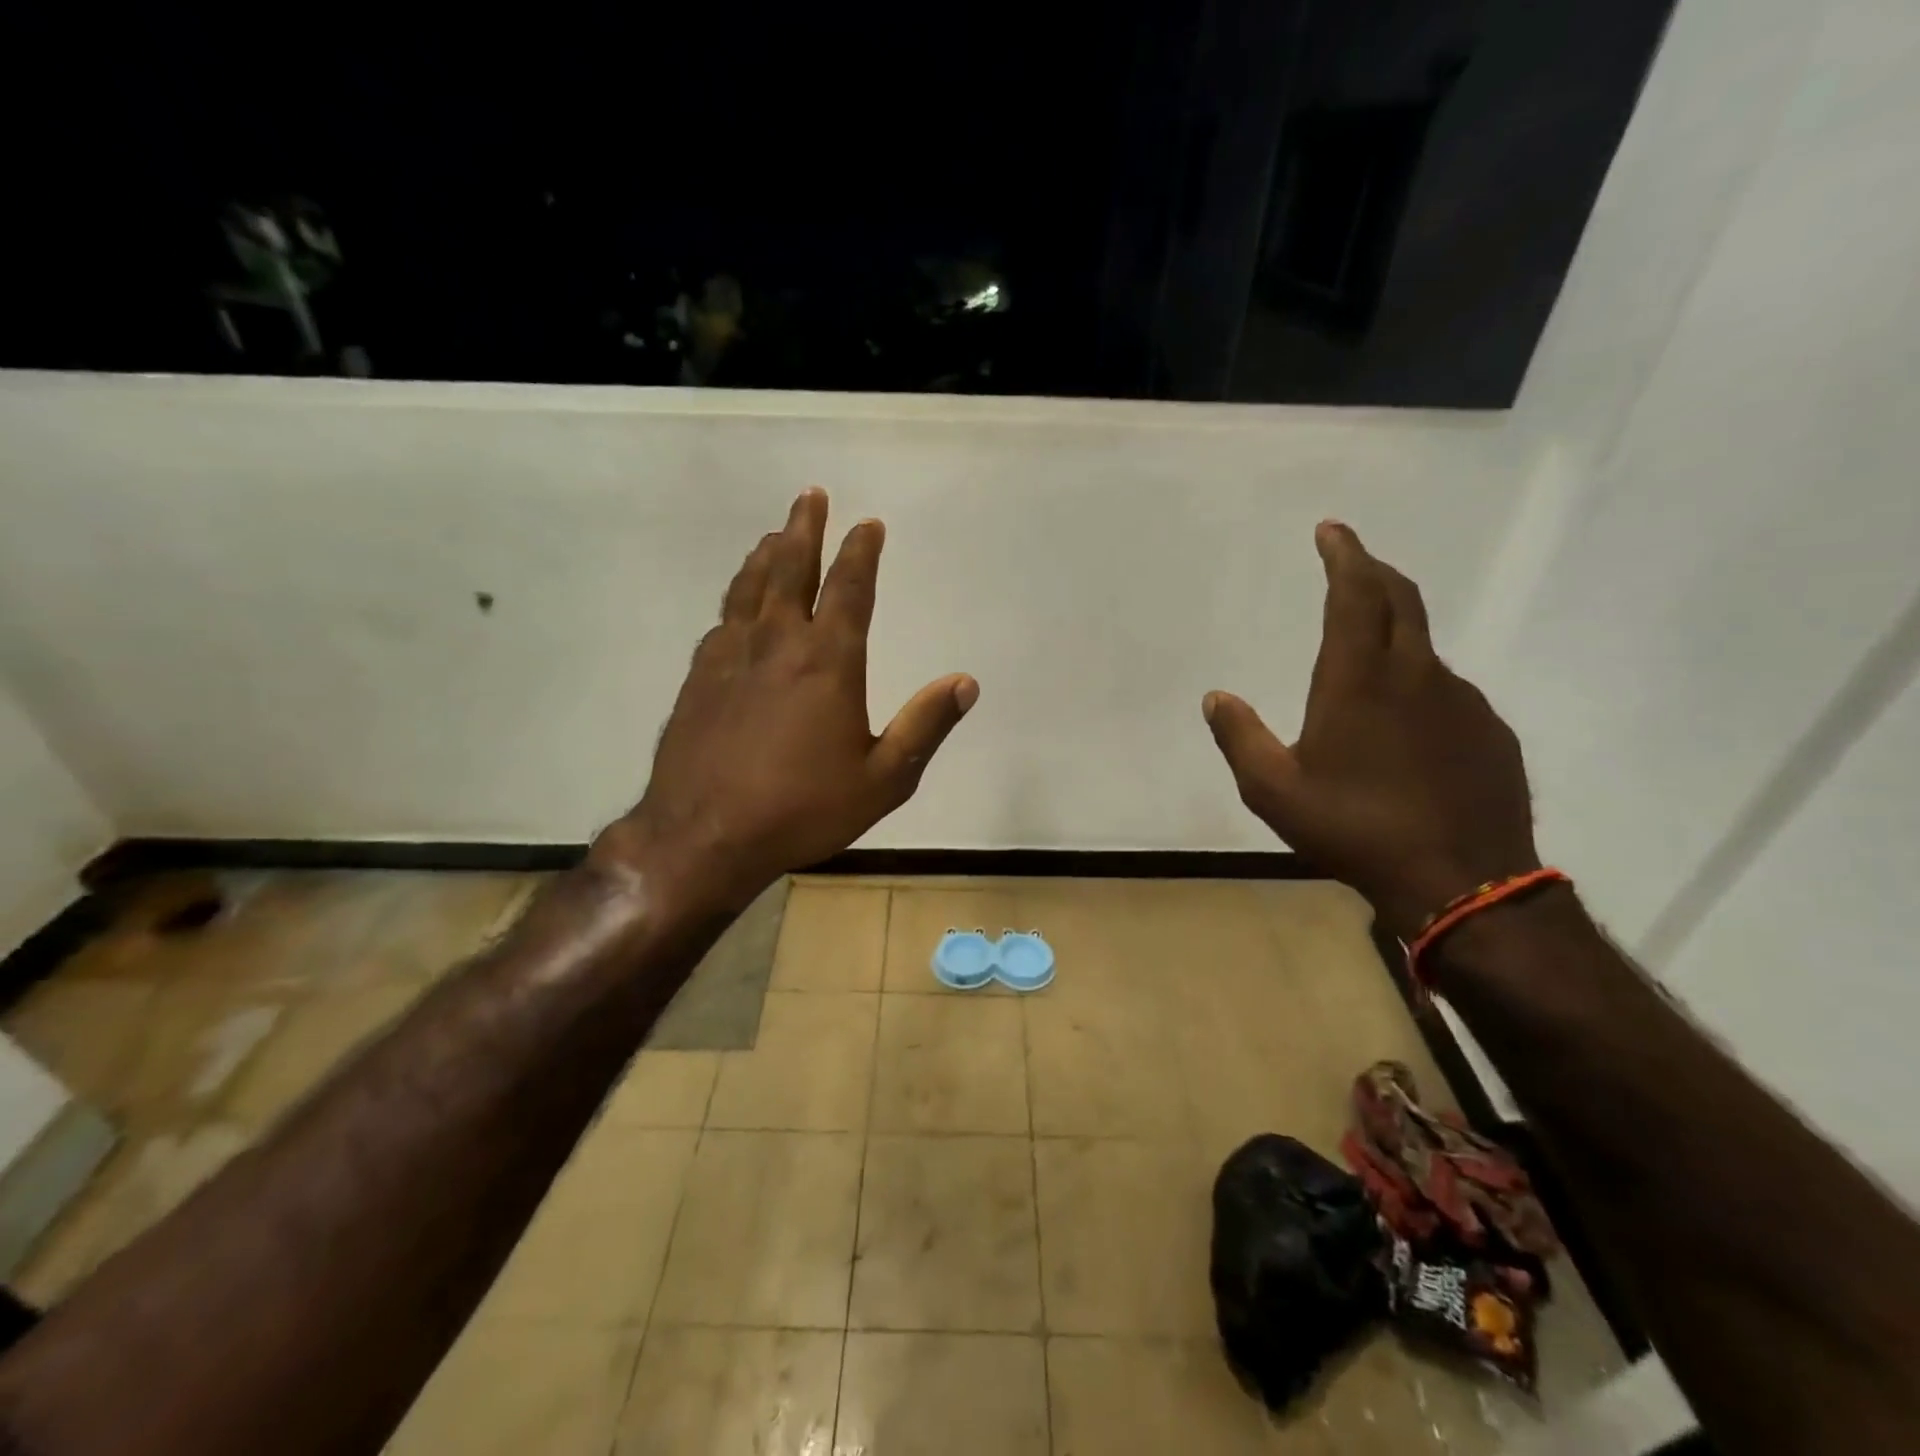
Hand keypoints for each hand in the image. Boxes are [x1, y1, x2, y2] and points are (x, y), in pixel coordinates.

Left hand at [594, 488, 977, 917]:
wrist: (704, 835)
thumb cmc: (802, 809)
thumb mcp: (883, 779)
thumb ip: (925, 727)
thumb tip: (965, 682)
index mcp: (828, 661)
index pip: (849, 588)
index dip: (861, 552)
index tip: (868, 524)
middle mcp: (777, 643)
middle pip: (790, 569)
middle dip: (804, 529)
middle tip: (810, 495)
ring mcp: (730, 657)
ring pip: (749, 588)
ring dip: (765, 555)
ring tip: (774, 535)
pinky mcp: (698, 678)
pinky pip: (722, 621)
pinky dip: (736, 599)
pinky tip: (737, 604)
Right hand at [1203, 522, 1538, 938]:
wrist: (1460, 882)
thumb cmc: (1353, 828)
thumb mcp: (1273, 790)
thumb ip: (1239, 737)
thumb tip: (1215, 696)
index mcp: (1359, 680)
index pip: (1355, 594)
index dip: (1344, 555)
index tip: (1332, 529)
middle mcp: (1415, 675)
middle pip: (1401, 600)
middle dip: (1373, 571)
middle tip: (1350, 561)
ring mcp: (1462, 701)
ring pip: (1423, 649)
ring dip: (1394, 634)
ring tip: (1366, 663)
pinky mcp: (1490, 732)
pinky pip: (1446, 692)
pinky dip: (1418, 686)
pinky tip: (1405, 729)